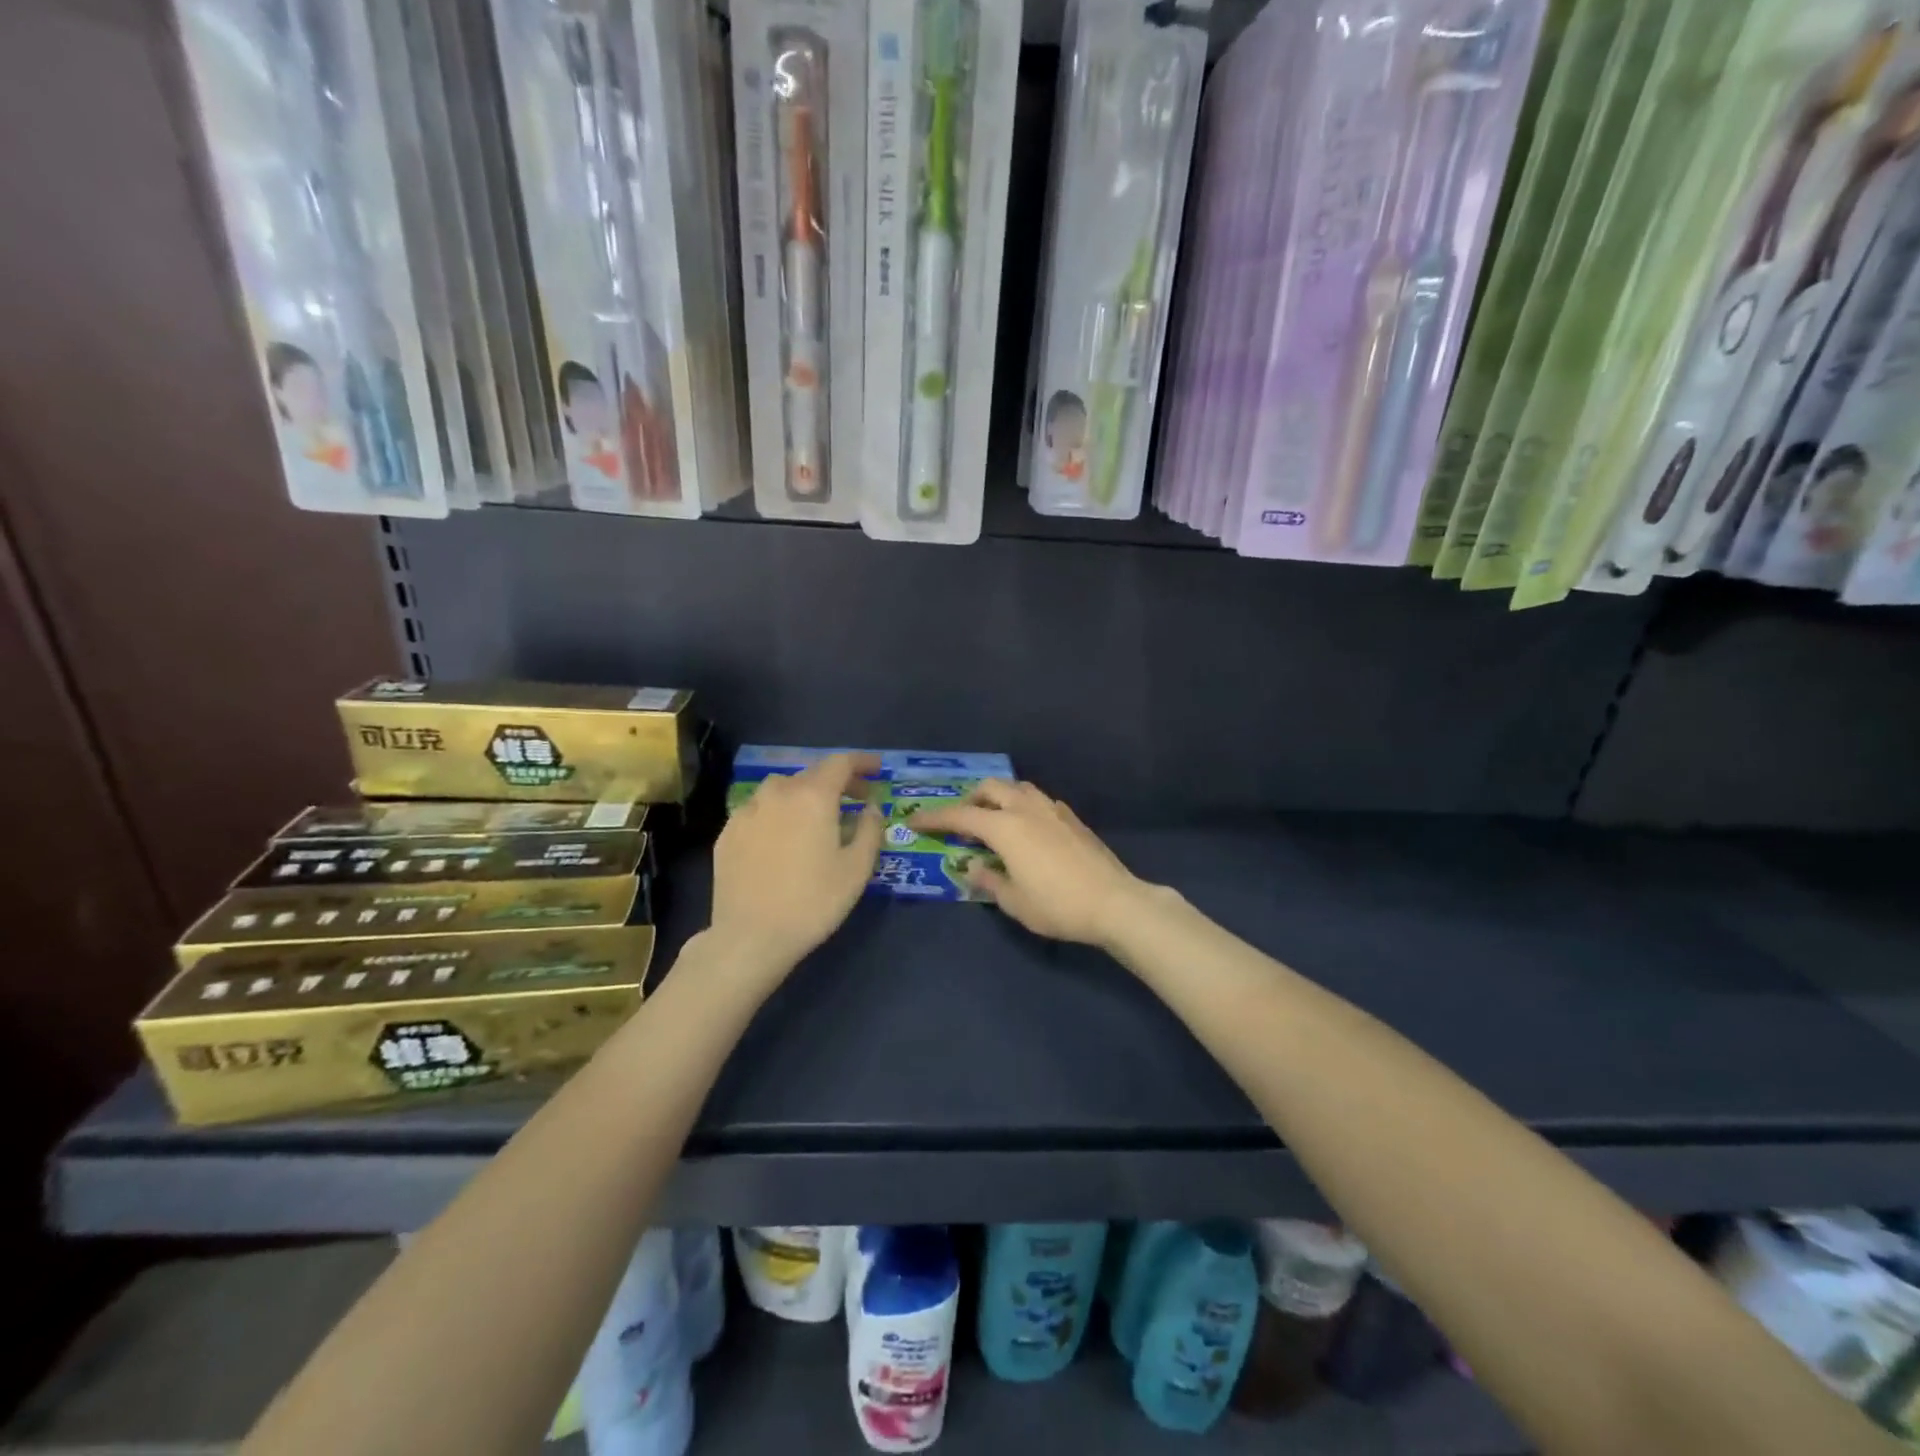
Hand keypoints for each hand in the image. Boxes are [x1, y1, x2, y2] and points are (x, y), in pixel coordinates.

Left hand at [710, 752, 883, 979]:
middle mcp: (778, 793)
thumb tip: (870, 807)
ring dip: (804, 795)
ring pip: (781, 790)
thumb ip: (869, 829)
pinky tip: (783, 838)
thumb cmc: (813, 902)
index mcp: (813, 796)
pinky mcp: (727, 833)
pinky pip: (759, 811)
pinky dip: (778, 814)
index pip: (840, 763)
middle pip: (812, 774)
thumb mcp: (857, 868)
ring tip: (816, 818)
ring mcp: (747, 811)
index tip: (877, 769)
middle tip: (855, 800)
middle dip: (837, 782)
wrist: (750, 937)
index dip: (861, 762)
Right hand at [910, 780, 1149, 946]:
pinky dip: (1023, 806)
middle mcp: (1027, 809)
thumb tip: (972, 866)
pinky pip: (1040, 801)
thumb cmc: (1057, 905)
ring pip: (1019, 788)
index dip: (934, 818)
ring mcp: (1053, 810)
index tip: (914, 821)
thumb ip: (988, 880)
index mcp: (1006, 827)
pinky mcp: (1073, 819)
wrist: (1114, 903)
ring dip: (999, 797)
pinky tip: (1028, 829)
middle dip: (971, 799)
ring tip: (994, 820)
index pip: (961, 816)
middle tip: (962, 821)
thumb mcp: (1014, 902)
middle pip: (991, 788)